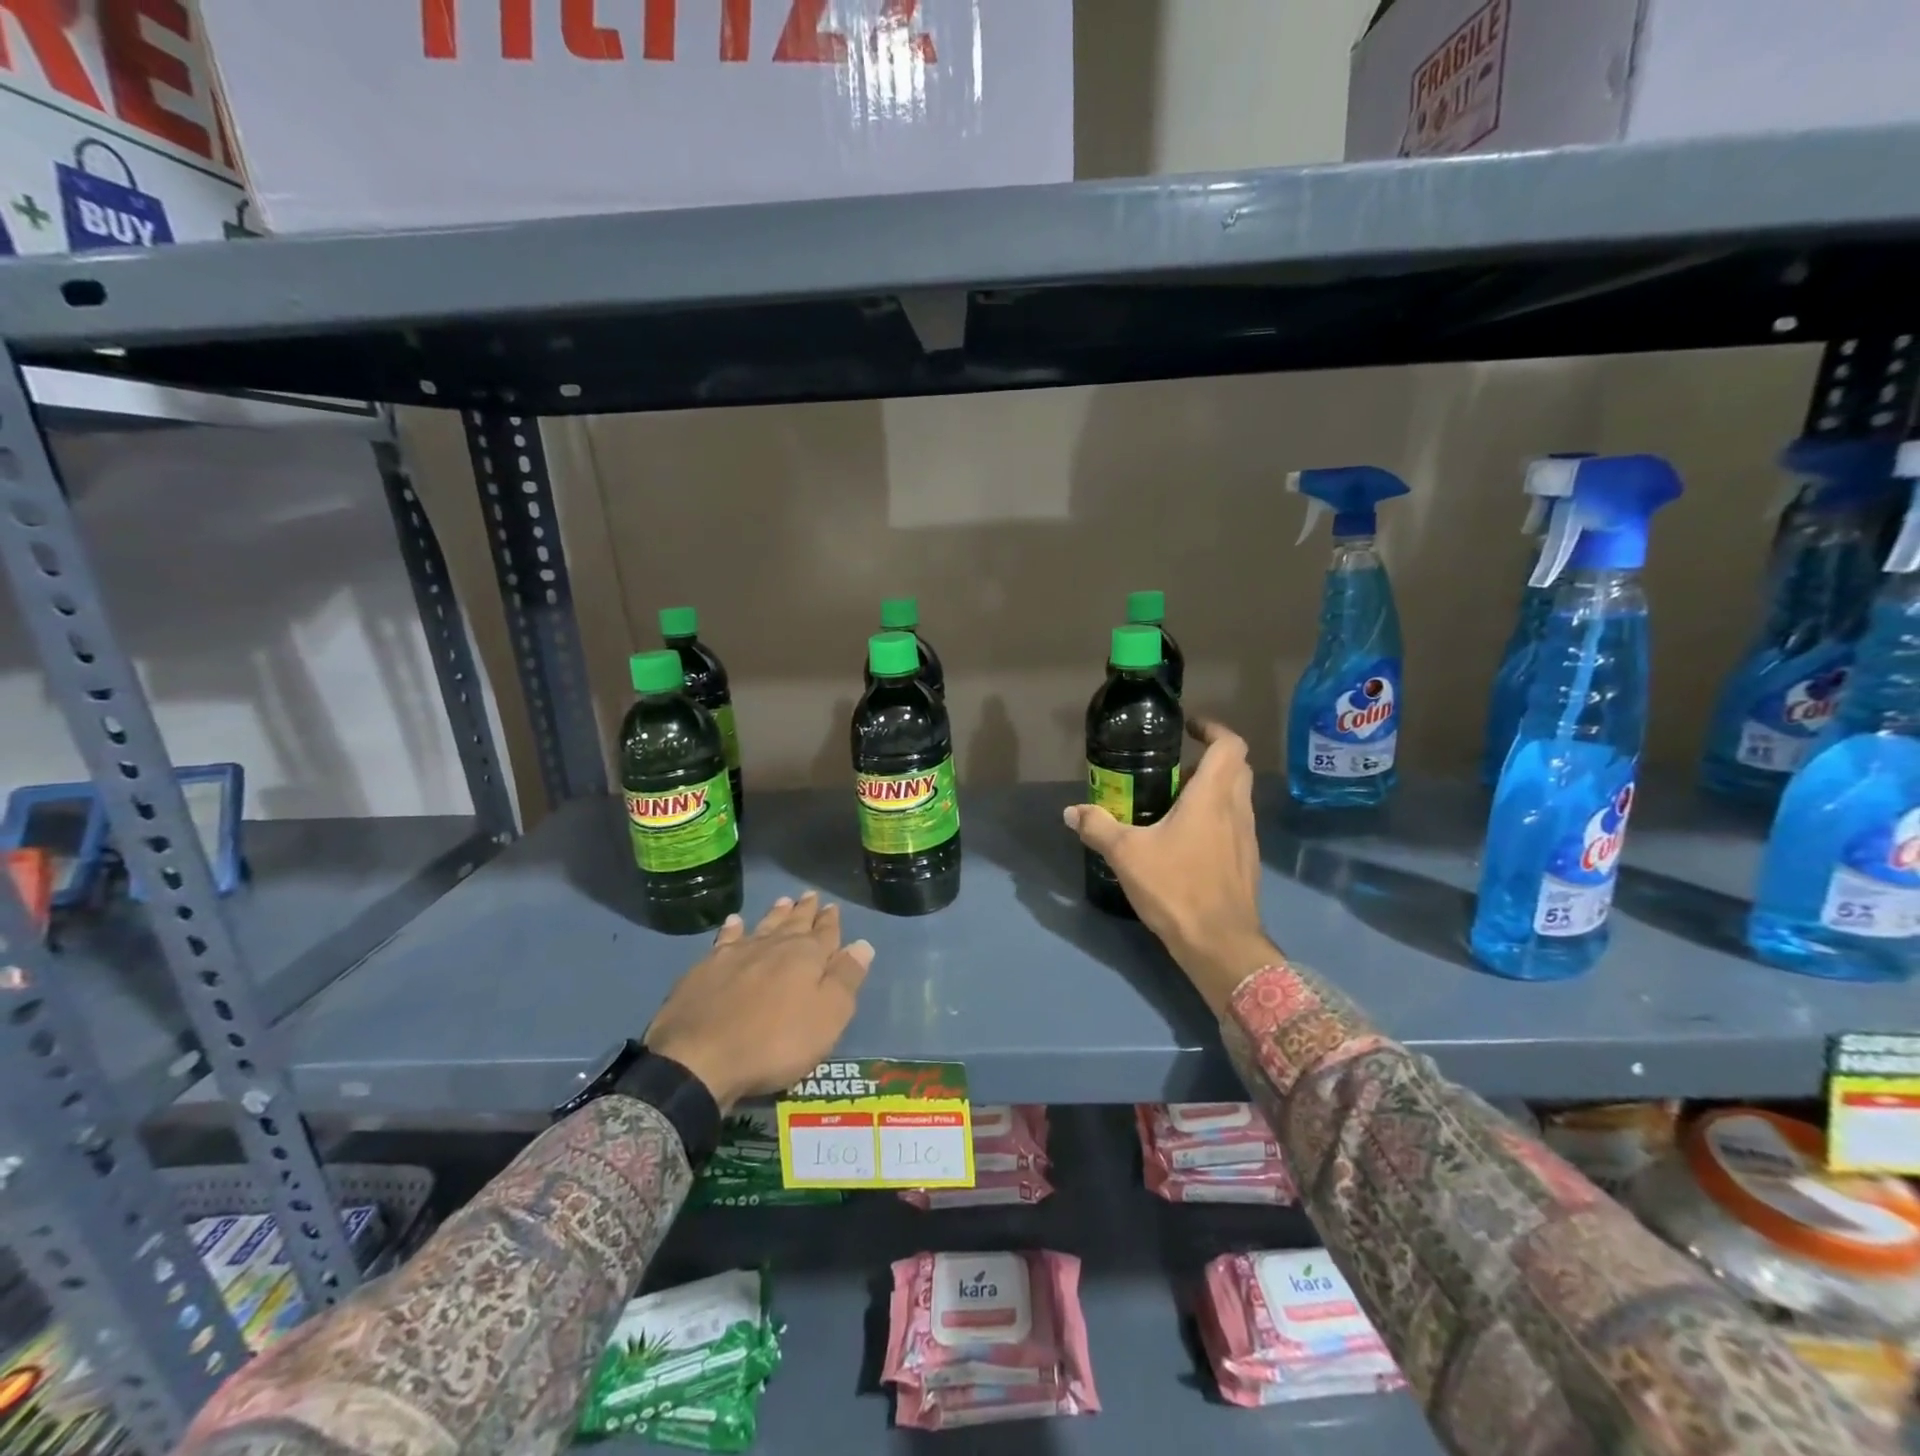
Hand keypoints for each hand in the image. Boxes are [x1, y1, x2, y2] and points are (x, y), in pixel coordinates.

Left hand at [644, 891, 871, 1110]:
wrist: (699, 1059)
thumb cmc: (774, 1043)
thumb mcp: (827, 1018)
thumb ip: (845, 979)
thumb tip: (862, 944)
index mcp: (806, 957)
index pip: (825, 933)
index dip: (830, 921)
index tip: (833, 907)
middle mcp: (773, 946)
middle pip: (793, 923)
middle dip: (804, 910)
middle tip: (810, 895)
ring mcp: (736, 954)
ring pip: (763, 926)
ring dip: (775, 914)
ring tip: (783, 901)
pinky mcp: (706, 968)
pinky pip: (726, 939)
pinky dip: (733, 928)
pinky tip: (734, 921)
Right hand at [1064, 717, 1275, 1012]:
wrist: (1220, 945)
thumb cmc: (1176, 888)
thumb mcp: (1126, 855)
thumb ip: (1098, 827)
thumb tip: (1071, 812)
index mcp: (1212, 796)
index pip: (1229, 745)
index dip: (1212, 728)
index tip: (1188, 728)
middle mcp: (1236, 810)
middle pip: (1237, 768)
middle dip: (1210, 759)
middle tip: (1174, 767)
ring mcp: (1246, 837)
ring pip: (1236, 797)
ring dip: (1212, 790)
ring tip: (1173, 803)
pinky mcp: (1246, 862)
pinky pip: (1234, 824)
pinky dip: (1215, 818)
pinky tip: (1184, 840)